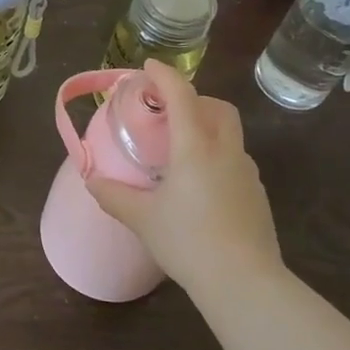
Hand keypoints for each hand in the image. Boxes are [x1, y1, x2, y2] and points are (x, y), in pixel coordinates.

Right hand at [84, 60, 283, 293]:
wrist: (244, 282)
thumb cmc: (188, 241)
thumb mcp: (142, 218)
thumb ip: (113, 195)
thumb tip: (92, 181)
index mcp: (195, 147)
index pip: (182, 95)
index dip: (164, 75)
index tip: (148, 66)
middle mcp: (225, 151)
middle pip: (218, 107)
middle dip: (195, 99)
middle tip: (169, 112)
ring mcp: (246, 173)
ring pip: (230, 134)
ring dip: (207, 128)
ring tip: (181, 152)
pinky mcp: (257, 195)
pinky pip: (235, 161)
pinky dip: (217, 157)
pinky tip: (200, 186)